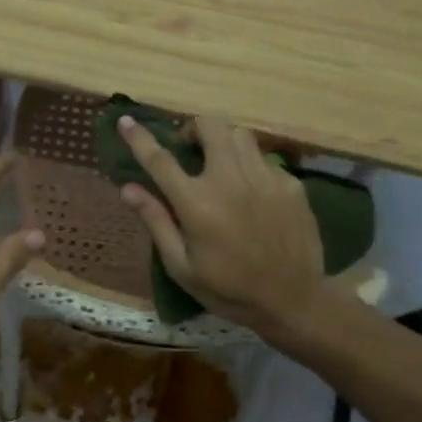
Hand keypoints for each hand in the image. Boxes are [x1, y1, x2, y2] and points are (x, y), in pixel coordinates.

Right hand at [116, 114, 331, 340]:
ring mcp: (264, 177)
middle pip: (209, 125)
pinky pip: (264, 158)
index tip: (126, 121)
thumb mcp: (182, 266)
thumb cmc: (230, 290)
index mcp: (197, 202)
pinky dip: (251, 166)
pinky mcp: (290, 183)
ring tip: (221, 164)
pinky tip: (253, 192)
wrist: (295, 300)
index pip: (159, 159)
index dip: (139, 137)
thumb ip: (156, 221)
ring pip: (239, 134)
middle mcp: (229, 179)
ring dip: (223, 142)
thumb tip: (128, 188)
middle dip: (193, 129)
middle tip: (189, 149)